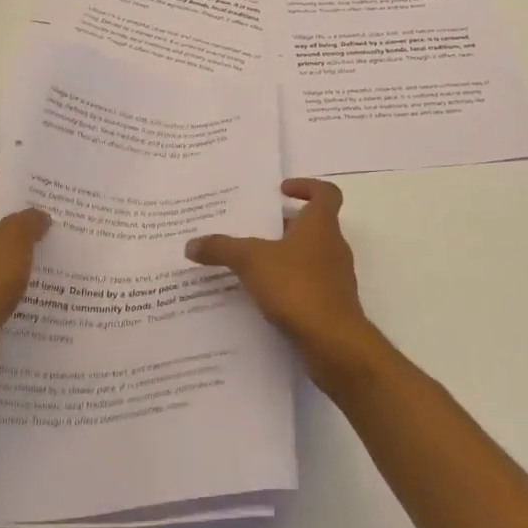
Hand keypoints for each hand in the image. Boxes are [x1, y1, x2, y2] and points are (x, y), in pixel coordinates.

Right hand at [185, 178, 385, 391]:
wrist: (334, 342)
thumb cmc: (297, 286)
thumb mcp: (251, 261)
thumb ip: (222, 249)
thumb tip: (191, 244)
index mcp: (321, 224)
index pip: (326, 192)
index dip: (307, 186)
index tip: (281, 191)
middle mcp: (333, 245)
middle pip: (313, 225)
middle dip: (285, 225)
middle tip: (254, 229)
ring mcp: (336, 277)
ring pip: (310, 256)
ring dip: (286, 256)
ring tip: (253, 264)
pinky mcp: (333, 304)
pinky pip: (309, 285)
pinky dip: (290, 285)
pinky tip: (264, 297)